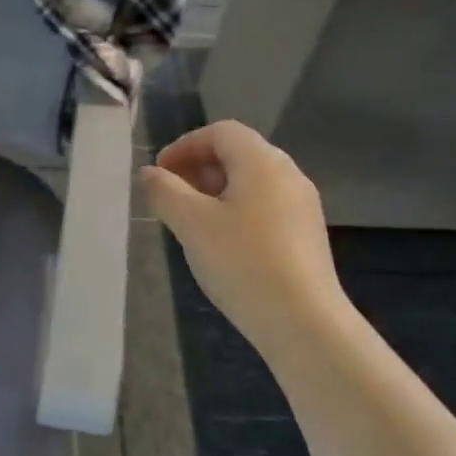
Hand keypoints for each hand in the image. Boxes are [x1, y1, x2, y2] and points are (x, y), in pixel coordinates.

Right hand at [140, 120, 343, 350]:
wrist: (304, 323)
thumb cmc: (243, 262)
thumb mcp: (192, 224)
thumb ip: (165, 191)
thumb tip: (148, 173)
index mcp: (262, 161)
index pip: (220, 132)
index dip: (185, 145)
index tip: (160, 173)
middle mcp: (288, 174)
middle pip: (238, 154)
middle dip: (198, 168)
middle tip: (170, 197)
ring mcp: (302, 205)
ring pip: (252, 182)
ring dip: (216, 191)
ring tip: (191, 222)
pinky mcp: (307, 234)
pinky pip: (265, 206)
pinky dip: (237, 211)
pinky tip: (222, 244)